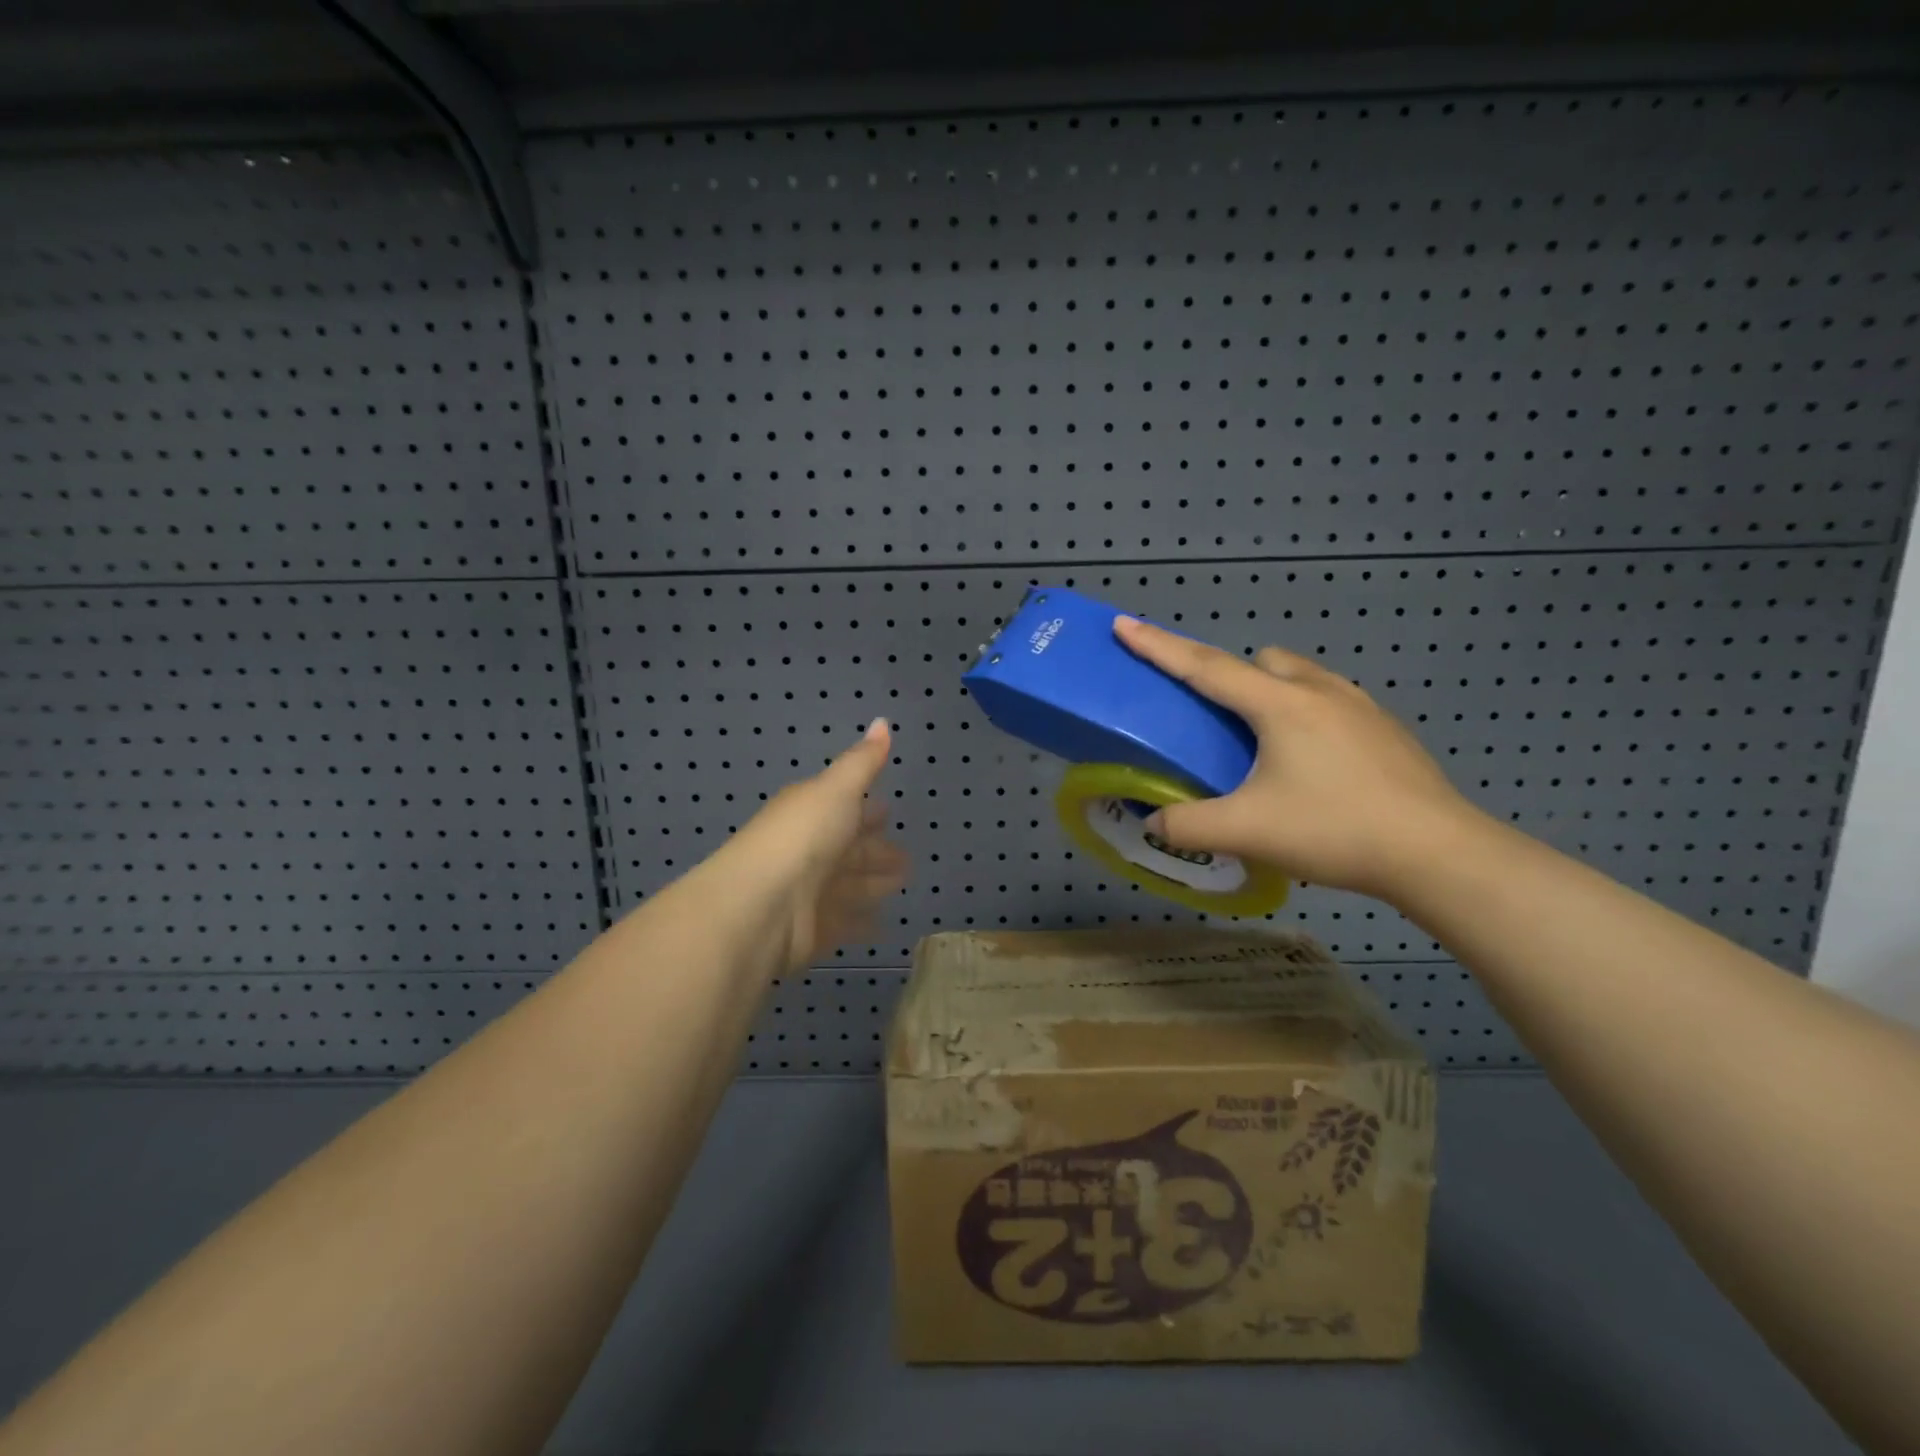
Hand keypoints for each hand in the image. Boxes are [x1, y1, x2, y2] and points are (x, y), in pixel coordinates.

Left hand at [710, 717, 909, 972]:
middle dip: (876, 850)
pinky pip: (845, 922)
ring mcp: (809, 893)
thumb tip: (882, 720)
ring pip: (849, 885)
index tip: (890, 810)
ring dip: (873, 884)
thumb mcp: (836, 790)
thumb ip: (862, 762)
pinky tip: (884, 923)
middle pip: (849, 850)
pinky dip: (863, 921)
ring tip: (903, 883)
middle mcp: (808, 851)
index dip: (867, 809)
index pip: (844, 808)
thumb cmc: (802, 838)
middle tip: (908, 858)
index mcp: (810, 812)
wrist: (760, 907)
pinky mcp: (812, 930)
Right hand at [1113, 616, 1484, 901]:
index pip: (1204, 666)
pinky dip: (1309, 715)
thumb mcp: (1246, 832)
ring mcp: (1361, 707)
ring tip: (1267, 743)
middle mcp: (1320, 691)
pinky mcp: (1387, 730)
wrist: (1437, 853)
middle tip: (1218, 719)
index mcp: (1279, 705)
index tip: (1125, 624)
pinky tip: (1315, 765)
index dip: (1158, 646)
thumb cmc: (1334, 829)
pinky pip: (1332, 701)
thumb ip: (1187, 827)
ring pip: (1302, 676)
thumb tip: (1154, 826)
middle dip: (1231, 675)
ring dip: (1273, 692)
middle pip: (1260, 660)